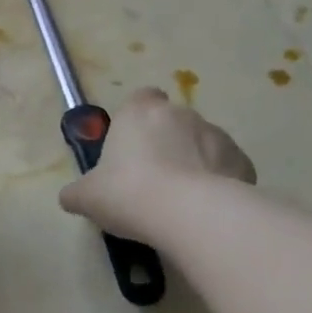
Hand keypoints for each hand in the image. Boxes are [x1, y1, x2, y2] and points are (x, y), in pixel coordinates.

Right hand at [59, 88, 254, 243]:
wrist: (189, 213)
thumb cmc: (128, 193)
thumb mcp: (87, 197)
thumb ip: (77, 192)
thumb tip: (70, 197)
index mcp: (138, 112)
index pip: (140, 98)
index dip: (136, 119)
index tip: (130, 146)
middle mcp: (179, 113)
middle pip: (171, 122)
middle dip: (166, 144)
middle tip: (152, 180)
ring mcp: (215, 134)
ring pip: (201, 144)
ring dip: (193, 162)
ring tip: (181, 200)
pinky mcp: (241, 161)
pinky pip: (225, 168)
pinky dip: (218, 182)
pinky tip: (206, 209)